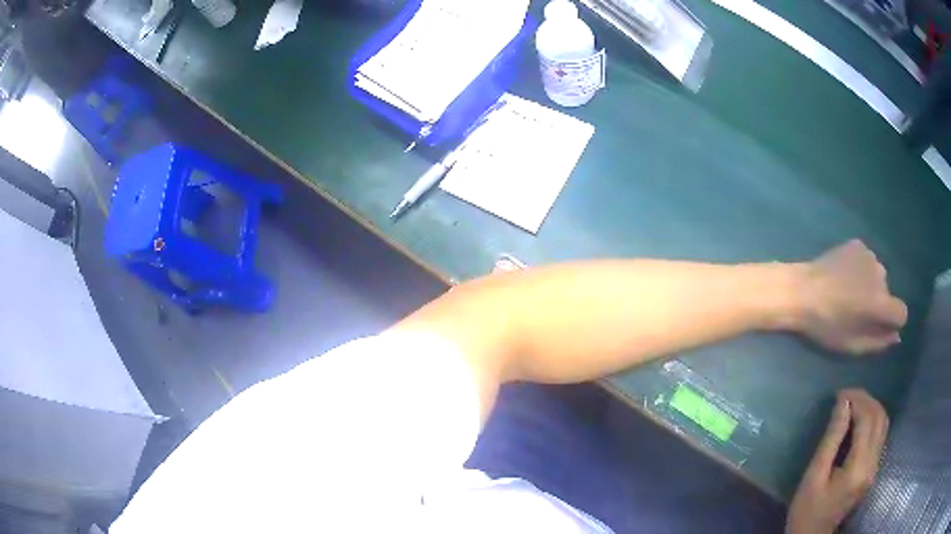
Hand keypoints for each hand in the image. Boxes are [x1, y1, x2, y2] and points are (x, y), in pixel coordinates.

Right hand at [786, 389, 888, 533]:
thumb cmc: (807, 509)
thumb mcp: (814, 475)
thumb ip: (832, 439)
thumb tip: (843, 404)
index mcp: (858, 468)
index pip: (867, 420)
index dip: (857, 400)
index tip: (841, 393)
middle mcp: (872, 465)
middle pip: (880, 419)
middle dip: (866, 400)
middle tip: (847, 395)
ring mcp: (875, 469)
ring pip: (883, 425)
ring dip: (871, 408)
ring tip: (853, 404)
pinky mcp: (873, 471)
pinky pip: (880, 436)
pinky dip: (872, 421)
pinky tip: (859, 422)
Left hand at [797, 240, 906, 353]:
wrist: (801, 291)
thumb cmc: (826, 325)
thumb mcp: (852, 345)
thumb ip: (878, 342)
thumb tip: (896, 336)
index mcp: (880, 302)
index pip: (901, 312)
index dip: (893, 322)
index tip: (880, 326)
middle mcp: (880, 274)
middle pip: (888, 294)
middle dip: (878, 304)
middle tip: (856, 311)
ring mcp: (869, 255)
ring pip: (878, 276)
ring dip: (869, 285)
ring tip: (848, 293)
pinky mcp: (857, 244)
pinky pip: (866, 261)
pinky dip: (860, 269)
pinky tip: (844, 276)